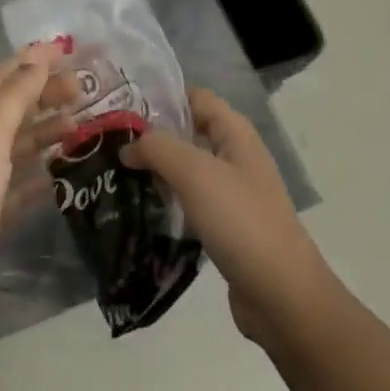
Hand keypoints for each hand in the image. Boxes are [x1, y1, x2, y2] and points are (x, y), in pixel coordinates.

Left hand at [0, 44, 65, 356]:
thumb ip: (13, 96)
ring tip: (84, 124)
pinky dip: (41, 175)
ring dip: (47, 132)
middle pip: (8, 111)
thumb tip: (39, 54)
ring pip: (16, 148)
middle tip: (87, 91)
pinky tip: (64, 172)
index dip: (30, 61)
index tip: (70, 49)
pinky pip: (19, 188)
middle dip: (43, 94)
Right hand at [121, 86, 335, 351]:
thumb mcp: (195, 173)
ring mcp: (232, 193)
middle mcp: (236, 156)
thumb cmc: (241, 221)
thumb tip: (128, 145)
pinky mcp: (225, 226)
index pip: (195, 97)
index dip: (161, 96)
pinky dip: (166, 199)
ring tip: (114, 172)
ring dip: (156, 168)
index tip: (120, 105)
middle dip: (152, 134)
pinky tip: (138, 207)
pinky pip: (189, 201)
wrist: (281, 294)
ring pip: (187, 168)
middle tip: (108, 140)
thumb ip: (158, 148)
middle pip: (189, 131)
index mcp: (235, 133)